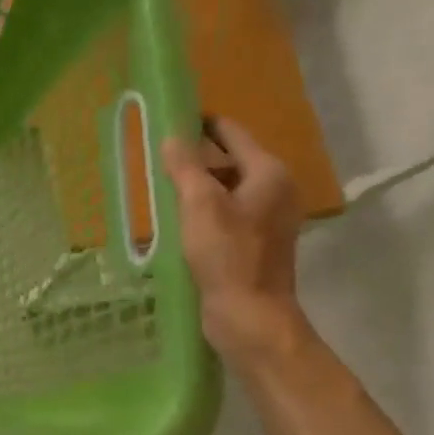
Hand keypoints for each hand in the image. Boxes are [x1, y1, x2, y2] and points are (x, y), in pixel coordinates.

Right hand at [161, 118, 308, 369]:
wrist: (250, 315)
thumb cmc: (227, 255)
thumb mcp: (200, 206)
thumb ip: (185, 167)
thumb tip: (172, 137)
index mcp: (269, 174)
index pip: (233, 134)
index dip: (202, 124)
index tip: (171, 119)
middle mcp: (275, 190)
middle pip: (231, 161)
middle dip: (196, 157)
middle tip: (158, 157)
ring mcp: (268, 219)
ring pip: (227, 189)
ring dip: (197, 186)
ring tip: (161, 186)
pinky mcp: (255, 243)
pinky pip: (226, 213)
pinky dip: (203, 210)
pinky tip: (177, 220)